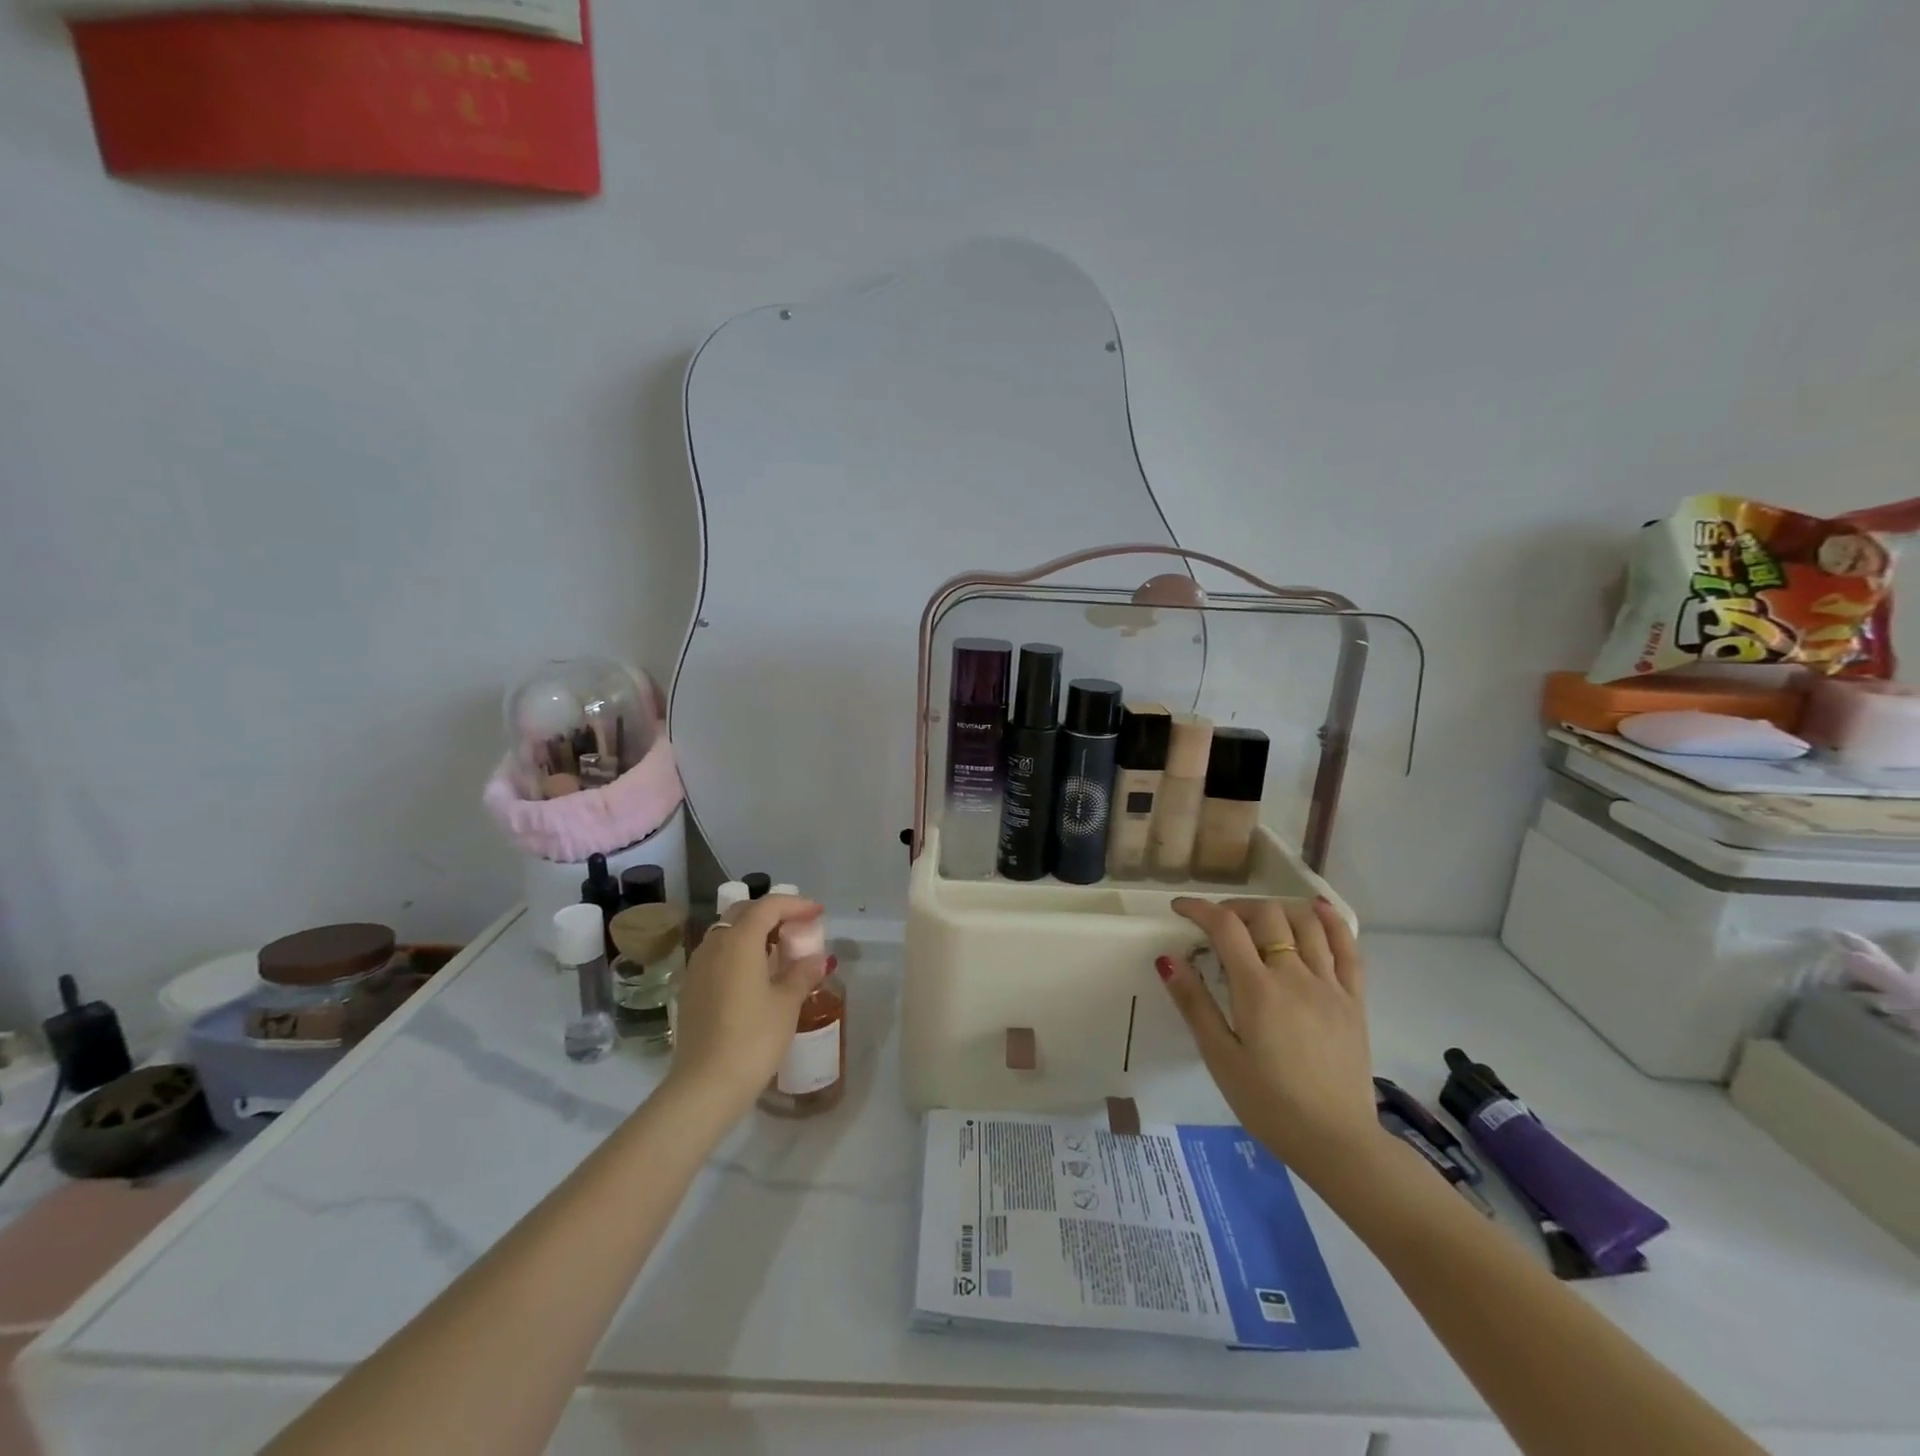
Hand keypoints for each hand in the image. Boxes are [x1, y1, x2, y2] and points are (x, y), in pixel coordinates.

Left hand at [665, 895, 828, 1116]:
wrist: (705, 1086)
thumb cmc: (753, 1039)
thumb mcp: (787, 1004)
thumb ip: (802, 974)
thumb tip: (817, 959)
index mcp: (739, 941)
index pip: (768, 906)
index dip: (795, 904)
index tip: (817, 913)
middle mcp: (714, 945)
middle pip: (744, 913)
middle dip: (773, 913)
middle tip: (798, 926)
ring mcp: (698, 966)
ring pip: (727, 933)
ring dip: (754, 932)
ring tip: (779, 949)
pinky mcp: (691, 988)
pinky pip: (718, 954)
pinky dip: (739, 951)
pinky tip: (756, 974)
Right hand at [1157, 897, 1381, 1182]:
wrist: (1337, 1142)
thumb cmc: (1269, 1104)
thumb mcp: (1220, 1058)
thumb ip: (1195, 1004)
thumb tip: (1169, 959)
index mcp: (1257, 990)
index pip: (1225, 927)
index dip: (1200, 909)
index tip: (1181, 908)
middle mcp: (1295, 975)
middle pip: (1266, 915)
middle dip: (1235, 908)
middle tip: (1217, 924)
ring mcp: (1330, 985)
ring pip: (1305, 923)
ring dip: (1276, 910)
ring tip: (1258, 921)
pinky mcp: (1354, 1000)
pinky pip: (1349, 948)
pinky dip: (1332, 922)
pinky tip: (1318, 911)